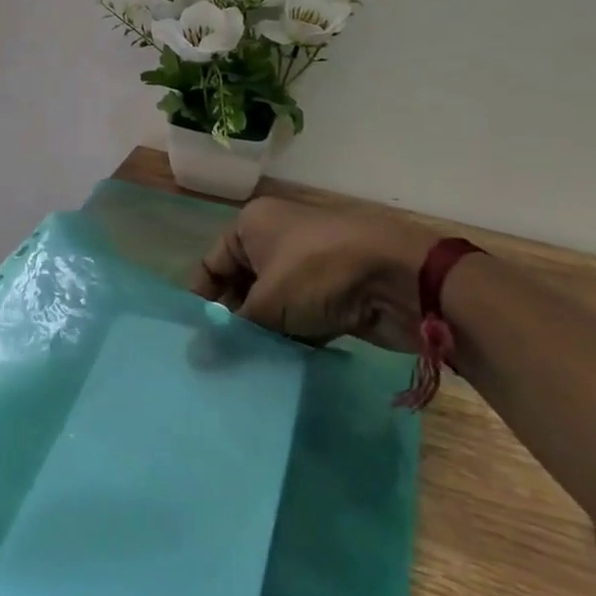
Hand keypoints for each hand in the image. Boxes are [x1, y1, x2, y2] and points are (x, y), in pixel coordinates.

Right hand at [192, 196, 442, 351]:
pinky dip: (290, 338)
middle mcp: (275, 238)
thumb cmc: (318, 273)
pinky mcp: (333, 292)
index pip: (211, 265)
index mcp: (252, 224)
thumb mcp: (267, 303)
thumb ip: (230, 332)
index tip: (194, 341)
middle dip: (232, 323)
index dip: (201, 302)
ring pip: (271, 305)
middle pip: (240, 286)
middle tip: (218, 363)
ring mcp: (307, 265)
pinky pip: (299, 316)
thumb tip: (195, 359)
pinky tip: (279, 368)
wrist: (401, 277)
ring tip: (244, 371)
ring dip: (262, 334)